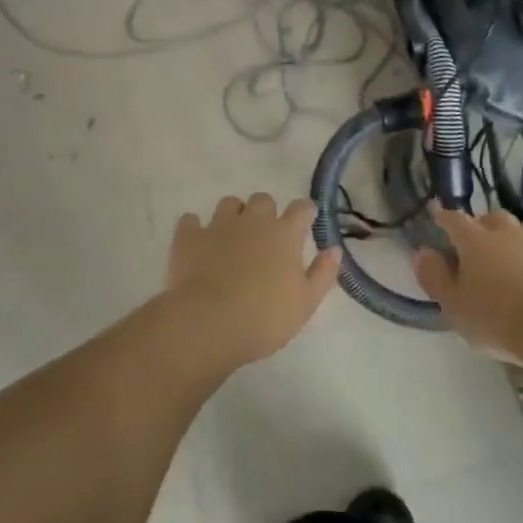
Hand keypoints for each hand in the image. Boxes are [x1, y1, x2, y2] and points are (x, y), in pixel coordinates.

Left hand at [165, 194, 340, 365]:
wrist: (208, 323)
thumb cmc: (264, 317)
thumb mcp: (306, 303)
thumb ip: (323, 273)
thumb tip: (334, 249)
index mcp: (284, 234)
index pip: (301, 208)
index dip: (305, 212)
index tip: (306, 220)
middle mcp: (252, 221)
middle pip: (263, 199)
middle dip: (266, 212)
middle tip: (265, 236)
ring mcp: (218, 225)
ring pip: (229, 203)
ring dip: (234, 215)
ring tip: (232, 236)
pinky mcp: (188, 237)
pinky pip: (191, 220)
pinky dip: (195, 228)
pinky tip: (197, 242)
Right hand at [412, 207, 522, 355]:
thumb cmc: (496, 320)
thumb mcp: (453, 306)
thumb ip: (434, 277)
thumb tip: (423, 253)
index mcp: (475, 242)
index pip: (454, 220)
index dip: (444, 216)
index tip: (437, 214)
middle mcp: (510, 234)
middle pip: (494, 218)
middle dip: (484, 225)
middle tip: (479, 242)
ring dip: (520, 238)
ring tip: (516, 256)